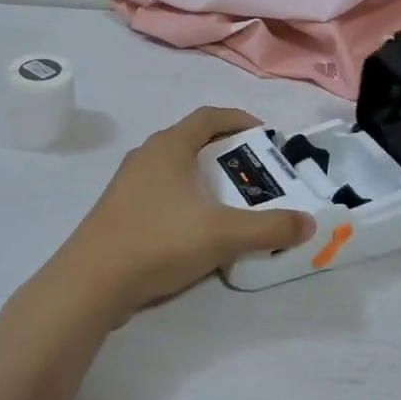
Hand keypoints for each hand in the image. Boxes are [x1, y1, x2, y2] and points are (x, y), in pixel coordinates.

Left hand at [46, 108, 313, 321]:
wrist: (90, 282)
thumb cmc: (158, 242)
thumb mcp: (222, 234)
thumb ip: (269, 228)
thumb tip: (310, 223)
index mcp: (168, 146)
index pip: (209, 116)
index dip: (240, 120)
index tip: (266, 135)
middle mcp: (147, 155)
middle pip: (193, 141)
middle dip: (227, 152)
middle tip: (255, 174)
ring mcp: (128, 183)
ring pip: (176, 168)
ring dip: (205, 177)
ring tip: (231, 202)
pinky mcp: (119, 209)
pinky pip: (161, 192)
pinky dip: (185, 198)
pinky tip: (196, 229)